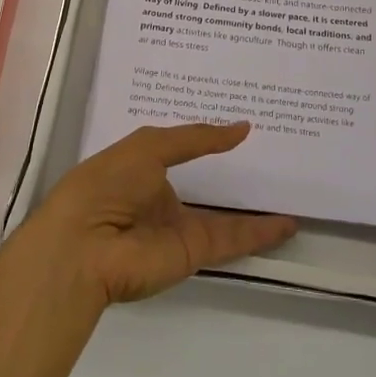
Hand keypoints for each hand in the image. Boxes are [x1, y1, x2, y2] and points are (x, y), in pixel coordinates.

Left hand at [15, 123, 296, 305]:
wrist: (84, 246)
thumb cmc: (108, 183)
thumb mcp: (150, 146)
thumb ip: (197, 138)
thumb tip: (241, 128)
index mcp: (143, 167)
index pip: (182, 149)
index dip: (208, 137)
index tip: (240, 124)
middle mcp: (161, 197)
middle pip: (206, 184)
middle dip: (234, 173)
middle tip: (274, 154)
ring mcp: (178, 227)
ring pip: (225, 216)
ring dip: (255, 208)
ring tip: (291, 191)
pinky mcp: (193, 252)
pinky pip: (232, 238)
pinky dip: (260, 233)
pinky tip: (288, 223)